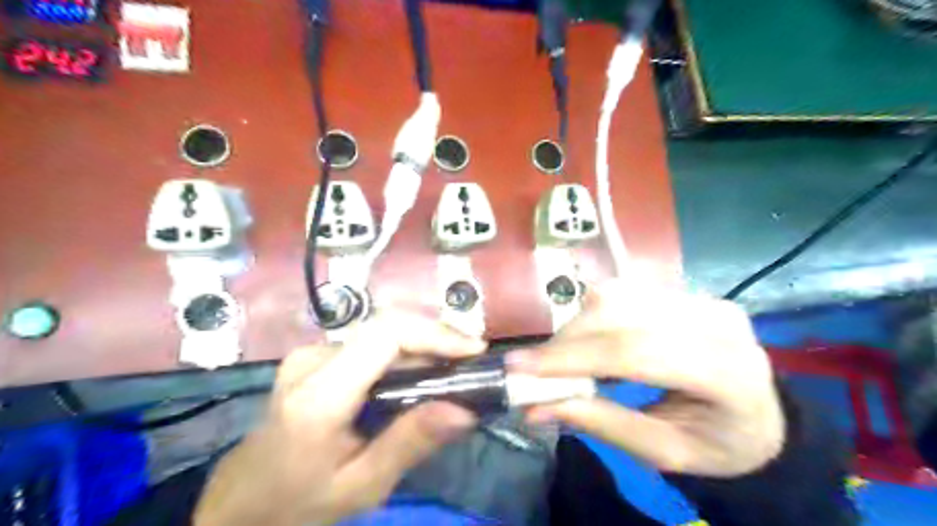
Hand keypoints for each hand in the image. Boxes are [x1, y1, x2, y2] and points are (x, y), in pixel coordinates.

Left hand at [190, 313, 482, 525]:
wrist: (243, 500)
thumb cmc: (300, 501)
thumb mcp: (361, 486)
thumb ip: (411, 443)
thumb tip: (465, 410)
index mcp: (319, 396)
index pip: (385, 336)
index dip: (434, 334)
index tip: (474, 350)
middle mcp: (312, 360)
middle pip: (387, 329)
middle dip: (436, 339)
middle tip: (473, 362)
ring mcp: (311, 353)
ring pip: (381, 333)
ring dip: (422, 345)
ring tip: (456, 368)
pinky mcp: (316, 355)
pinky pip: (370, 344)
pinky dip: (404, 354)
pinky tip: (422, 374)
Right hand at [506, 278, 785, 479]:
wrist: (761, 416)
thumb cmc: (717, 444)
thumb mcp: (663, 452)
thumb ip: (601, 424)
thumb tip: (533, 407)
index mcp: (727, 373)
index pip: (636, 352)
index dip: (573, 357)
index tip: (518, 366)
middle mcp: (717, 321)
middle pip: (620, 316)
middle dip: (566, 341)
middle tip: (533, 368)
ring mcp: (702, 298)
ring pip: (617, 296)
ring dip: (577, 326)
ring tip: (565, 359)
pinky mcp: (686, 291)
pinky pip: (624, 293)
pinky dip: (594, 316)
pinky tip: (590, 342)